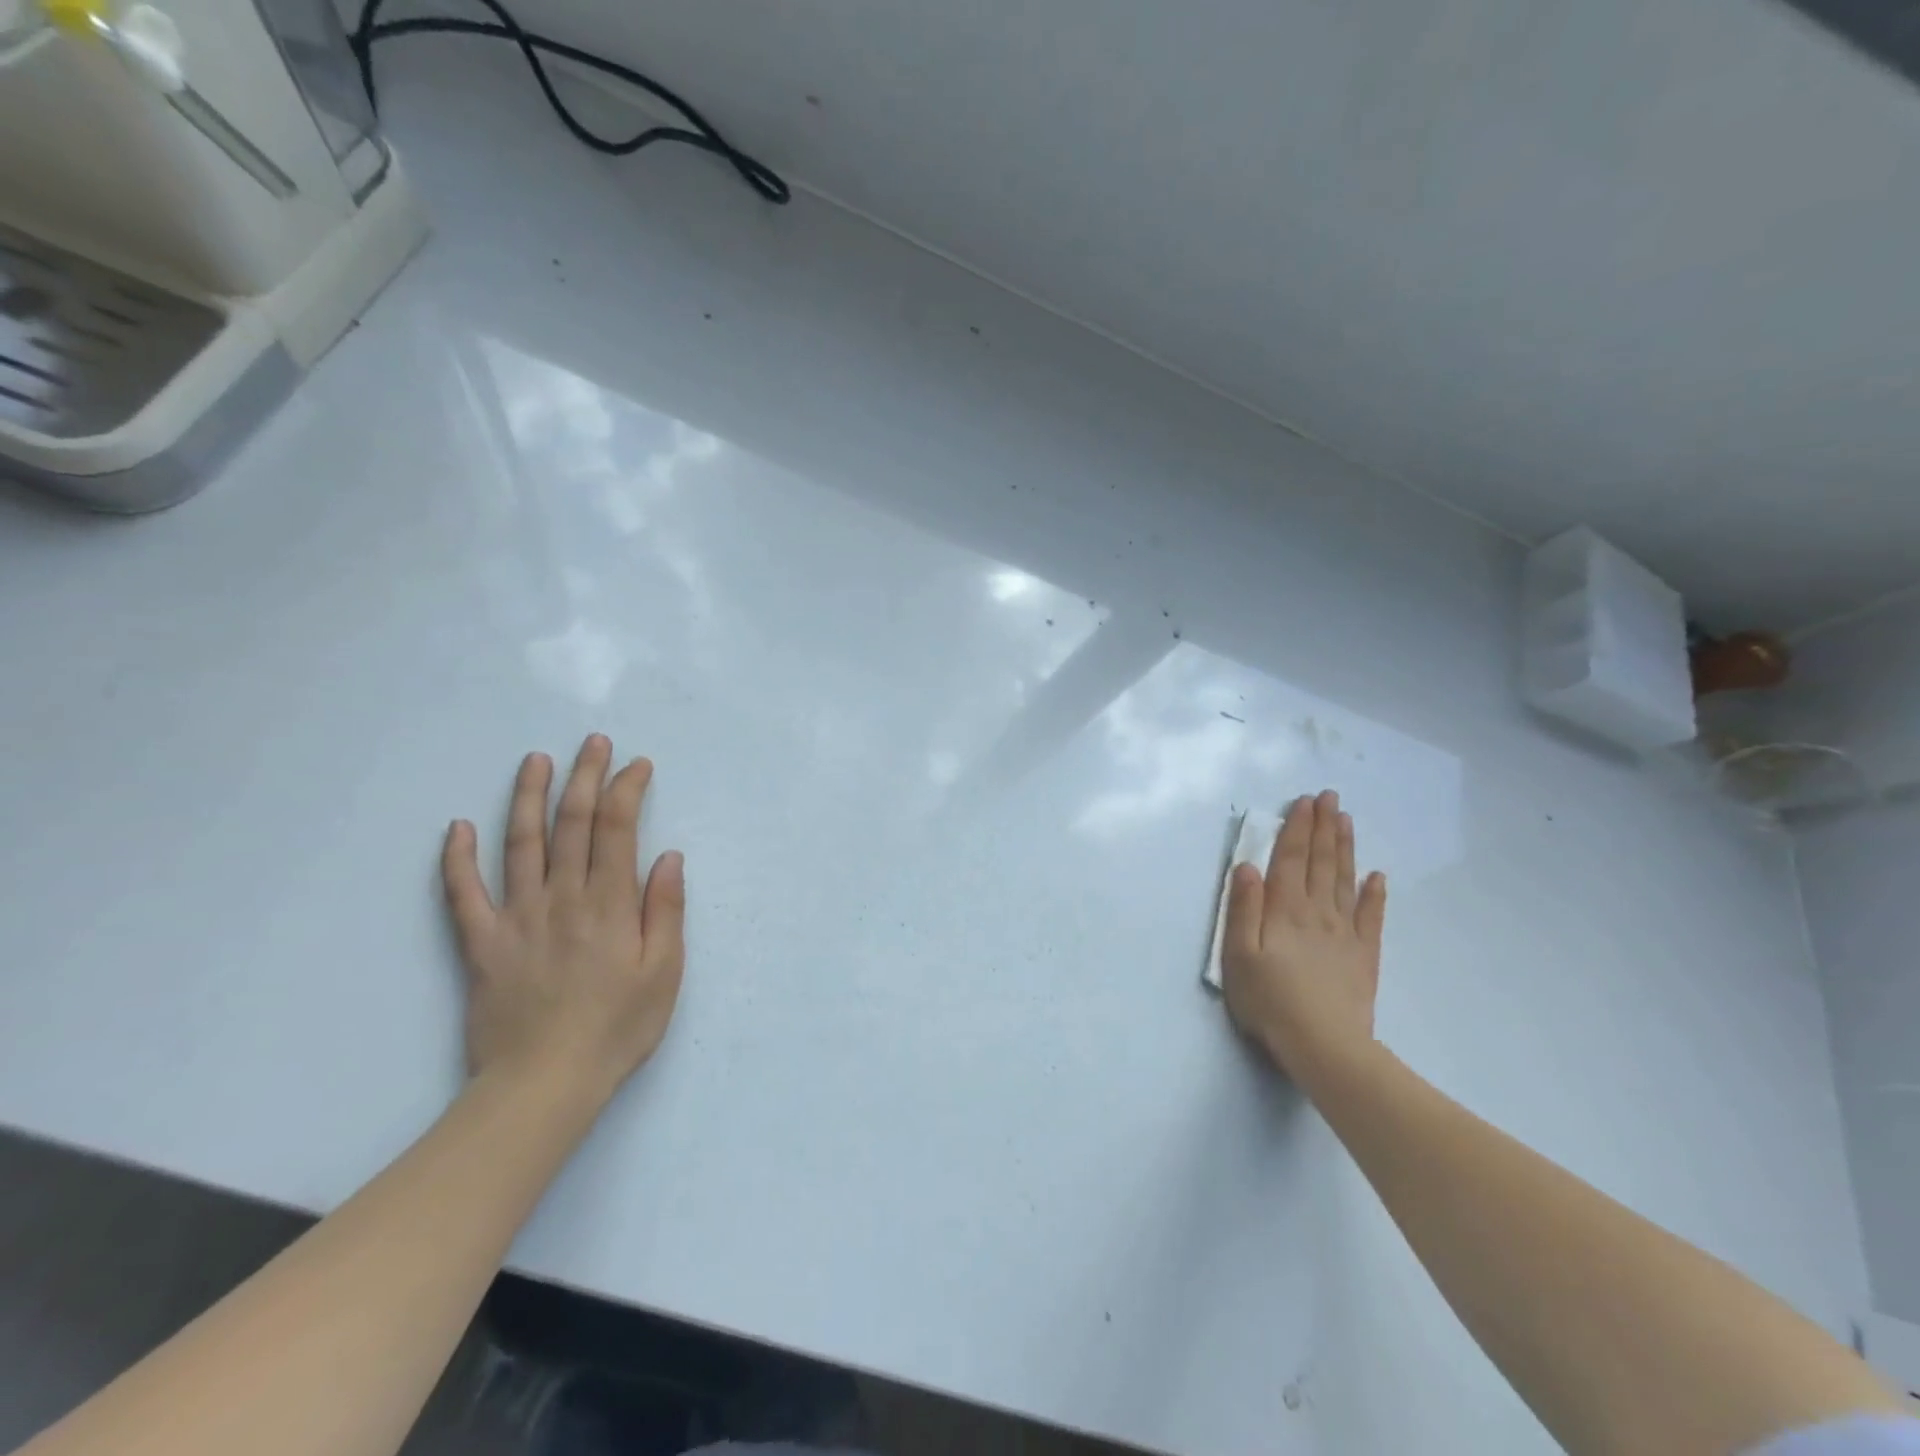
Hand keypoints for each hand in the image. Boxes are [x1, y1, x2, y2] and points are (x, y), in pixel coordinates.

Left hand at [441, 735, 685, 1104]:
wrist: (543, 1084)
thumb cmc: (618, 1028)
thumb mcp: (665, 972)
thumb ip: (666, 910)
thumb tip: (667, 856)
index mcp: (610, 903)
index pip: (618, 828)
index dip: (628, 789)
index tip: (638, 765)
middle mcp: (562, 897)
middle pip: (572, 823)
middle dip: (585, 776)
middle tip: (592, 742)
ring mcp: (517, 917)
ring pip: (520, 843)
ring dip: (527, 797)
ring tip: (534, 761)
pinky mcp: (481, 943)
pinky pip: (462, 894)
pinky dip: (458, 858)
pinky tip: (458, 827)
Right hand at [1222, 790, 1385, 1084]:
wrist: (1324, 1046)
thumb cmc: (1269, 1000)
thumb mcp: (1238, 954)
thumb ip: (1243, 908)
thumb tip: (1247, 866)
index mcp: (1284, 910)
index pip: (1291, 859)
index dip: (1297, 829)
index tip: (1304, 802)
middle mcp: (1317, 912)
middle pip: (1321, 862)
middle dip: (1323, 828)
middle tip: (1330, 797)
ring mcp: (1345, 933)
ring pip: (1345, 881)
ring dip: (1345, 848)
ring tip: (1346, 821)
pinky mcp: (1363, 956)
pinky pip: (1371, 917)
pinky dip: (1374, 894)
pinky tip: (1377, 876)